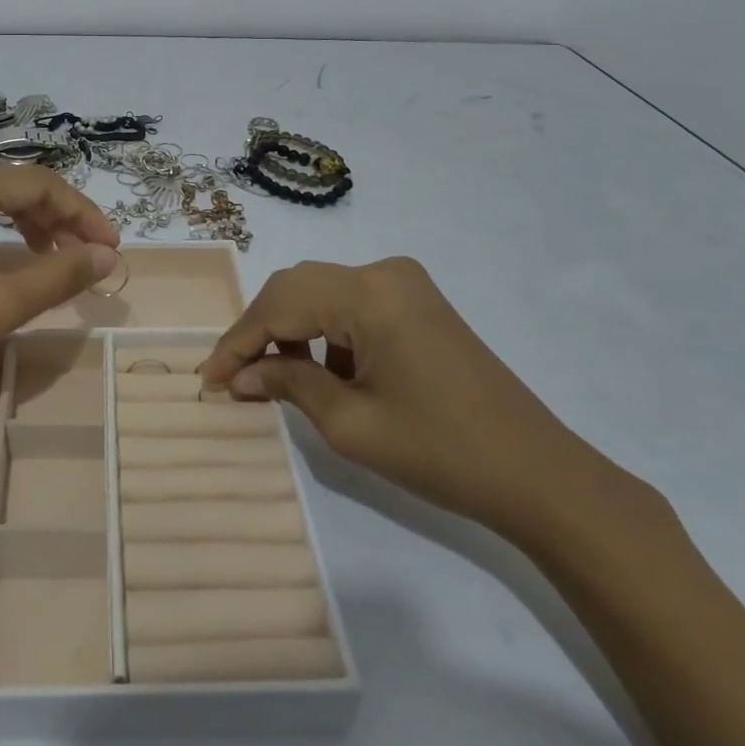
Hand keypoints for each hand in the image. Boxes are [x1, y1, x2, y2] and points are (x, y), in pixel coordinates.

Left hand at [0, 160, 119, 432]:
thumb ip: (59, 274)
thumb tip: (108, 257)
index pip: (33, 182)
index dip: (80, 211)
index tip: (110, 247)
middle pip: (9, 182)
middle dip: (55, 212)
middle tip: (87, 250)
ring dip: (27, 218)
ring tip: (55, 252)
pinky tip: (11, 252)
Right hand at [201, 257, 610, 534]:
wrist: (537, 473)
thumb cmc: (441, 451)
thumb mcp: (351, 423)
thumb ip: (287, 384)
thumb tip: (239, 376)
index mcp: (370, 294)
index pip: (280, 305)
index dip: (238, 342)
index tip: (207, 379)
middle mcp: (384, 272)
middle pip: (297, 288)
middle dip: (259, 331)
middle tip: (232, 377)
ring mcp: (404, 284)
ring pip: (321, 294)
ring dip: (289, 331)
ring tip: (271, 379)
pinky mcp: (416, 302)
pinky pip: (350, 305)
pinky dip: (324, 334)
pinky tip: (319, 372)